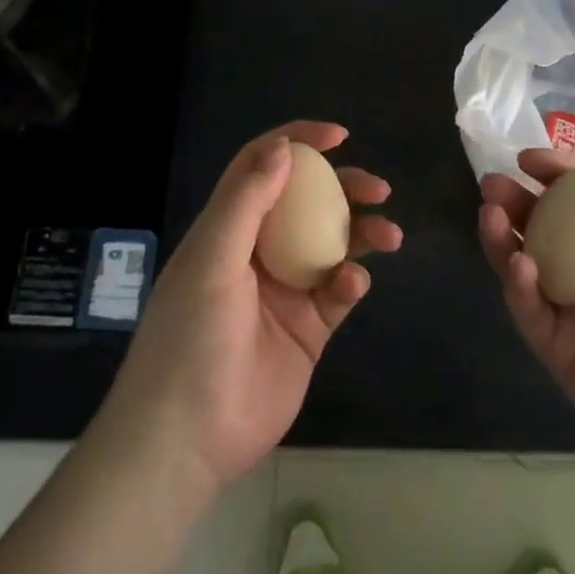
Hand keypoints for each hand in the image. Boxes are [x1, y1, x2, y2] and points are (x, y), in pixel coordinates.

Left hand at [104, 121, 401, 493]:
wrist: (187, 436)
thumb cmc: (190, 336)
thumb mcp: (212, 259)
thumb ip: (246, 201)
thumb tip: (284, 147)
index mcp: (227, 228)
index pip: (262, 168)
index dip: (296, 143)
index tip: (337, 136)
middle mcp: (257, 252)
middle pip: (306, 203)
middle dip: (343, 188)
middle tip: (376, 187)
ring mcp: (284, 291)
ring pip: (331, 244)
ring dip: (361, 232)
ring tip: (387, 234)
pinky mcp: (307, 329)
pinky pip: (337, 293)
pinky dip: (350, 282)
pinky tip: (351, 286)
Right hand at [477, 137, 574, 487]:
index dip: (556, 175)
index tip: (527, 159)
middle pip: (547, 229)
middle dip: (518, 203)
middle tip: (492, 185)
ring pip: (529, 265)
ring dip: (506, 238)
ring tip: (490, 213)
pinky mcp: (559, 351)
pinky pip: (531, 311)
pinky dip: (518, 285)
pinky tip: (518, 265)